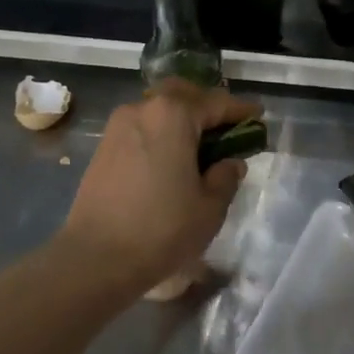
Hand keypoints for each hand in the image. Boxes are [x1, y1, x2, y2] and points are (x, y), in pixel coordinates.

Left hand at [59, 81, 260, 293]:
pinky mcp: (103, 148)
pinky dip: (161, 134)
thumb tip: (229, 163)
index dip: (240, 109)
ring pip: (157, 110)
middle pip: (181, 95)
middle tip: (226, 127)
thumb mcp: (209, 207)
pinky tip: (171, 159)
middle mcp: (142, 109)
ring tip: (200, 146)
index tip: (258, 115)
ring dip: (181, 120)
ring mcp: (117, 127)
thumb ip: (225, 177)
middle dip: (206, 106)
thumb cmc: (162, 229)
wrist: (96, 257)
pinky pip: (141, 129)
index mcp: (173, 115)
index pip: (215, 102)